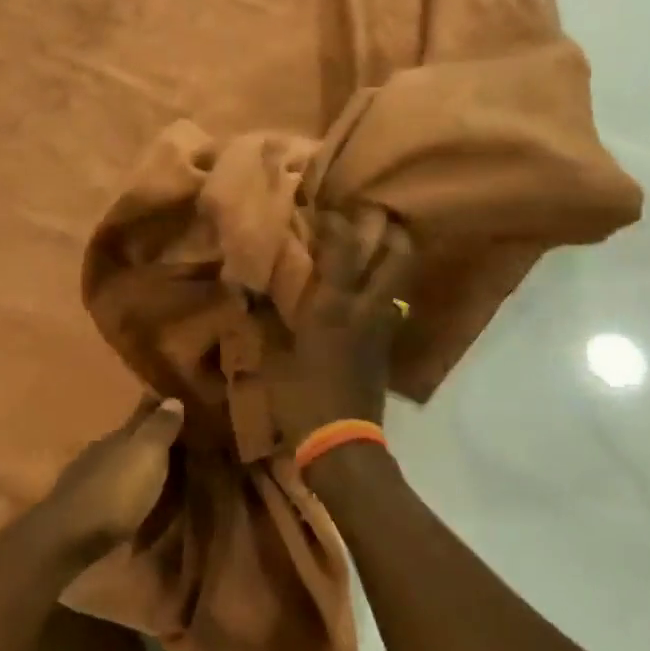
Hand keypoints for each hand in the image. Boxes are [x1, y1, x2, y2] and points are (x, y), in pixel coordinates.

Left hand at [25, 397, 184, 568]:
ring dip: (134, 468)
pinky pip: (110, 491)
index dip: (158, 410)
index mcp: (118, 436)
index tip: (176, 407)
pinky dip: (123, 491)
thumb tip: (172, 399)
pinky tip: (131, 501)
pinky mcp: (82, 508)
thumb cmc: (116, 492)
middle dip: (147, 440)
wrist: (69, 537)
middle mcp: (100, 451)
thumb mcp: (146, 455)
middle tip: (174, 445)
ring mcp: (87, 479)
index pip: (142, 414)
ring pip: (117, 465)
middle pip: (128, 440)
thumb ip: (160, 428)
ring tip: (156, 476)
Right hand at [264, 210, 415, 448]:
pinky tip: (364, 289)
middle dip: (390, 229)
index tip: (325, 208)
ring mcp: (383, 326)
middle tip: (373, 215)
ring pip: (401, 278)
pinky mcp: (388, 344)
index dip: (337, 222)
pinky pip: (392, 302)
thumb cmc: (301, 397)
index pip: (344, 248)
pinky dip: (384, 286)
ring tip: (374, 245)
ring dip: (393, 255)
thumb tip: (247, 290)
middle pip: (397, 255)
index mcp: (334, 306)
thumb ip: (266, 319)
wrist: (343, 442)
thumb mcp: (274, 357)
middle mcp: (367, 308)